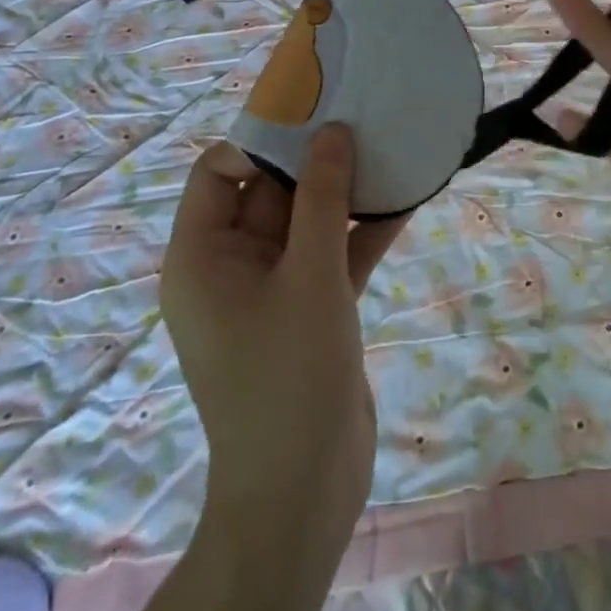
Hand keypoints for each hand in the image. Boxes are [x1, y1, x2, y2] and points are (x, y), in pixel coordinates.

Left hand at [159, 126, 407, 541]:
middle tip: (364, 118)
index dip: (262, 140)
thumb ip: (322, 197)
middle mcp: (231, 264)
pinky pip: (333, 253)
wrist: (305, 493)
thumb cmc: (289, 375)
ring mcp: (273, 287)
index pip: (219, 171)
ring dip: (347, 192)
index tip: (315, 118)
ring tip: (392, 149)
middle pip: (271, 190)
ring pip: (308, 220)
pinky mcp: (309, 308)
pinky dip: (362, 230)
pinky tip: (408, 200)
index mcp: (203, 254)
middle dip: (316, 159)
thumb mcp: (309, 274)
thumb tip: (332, 131)